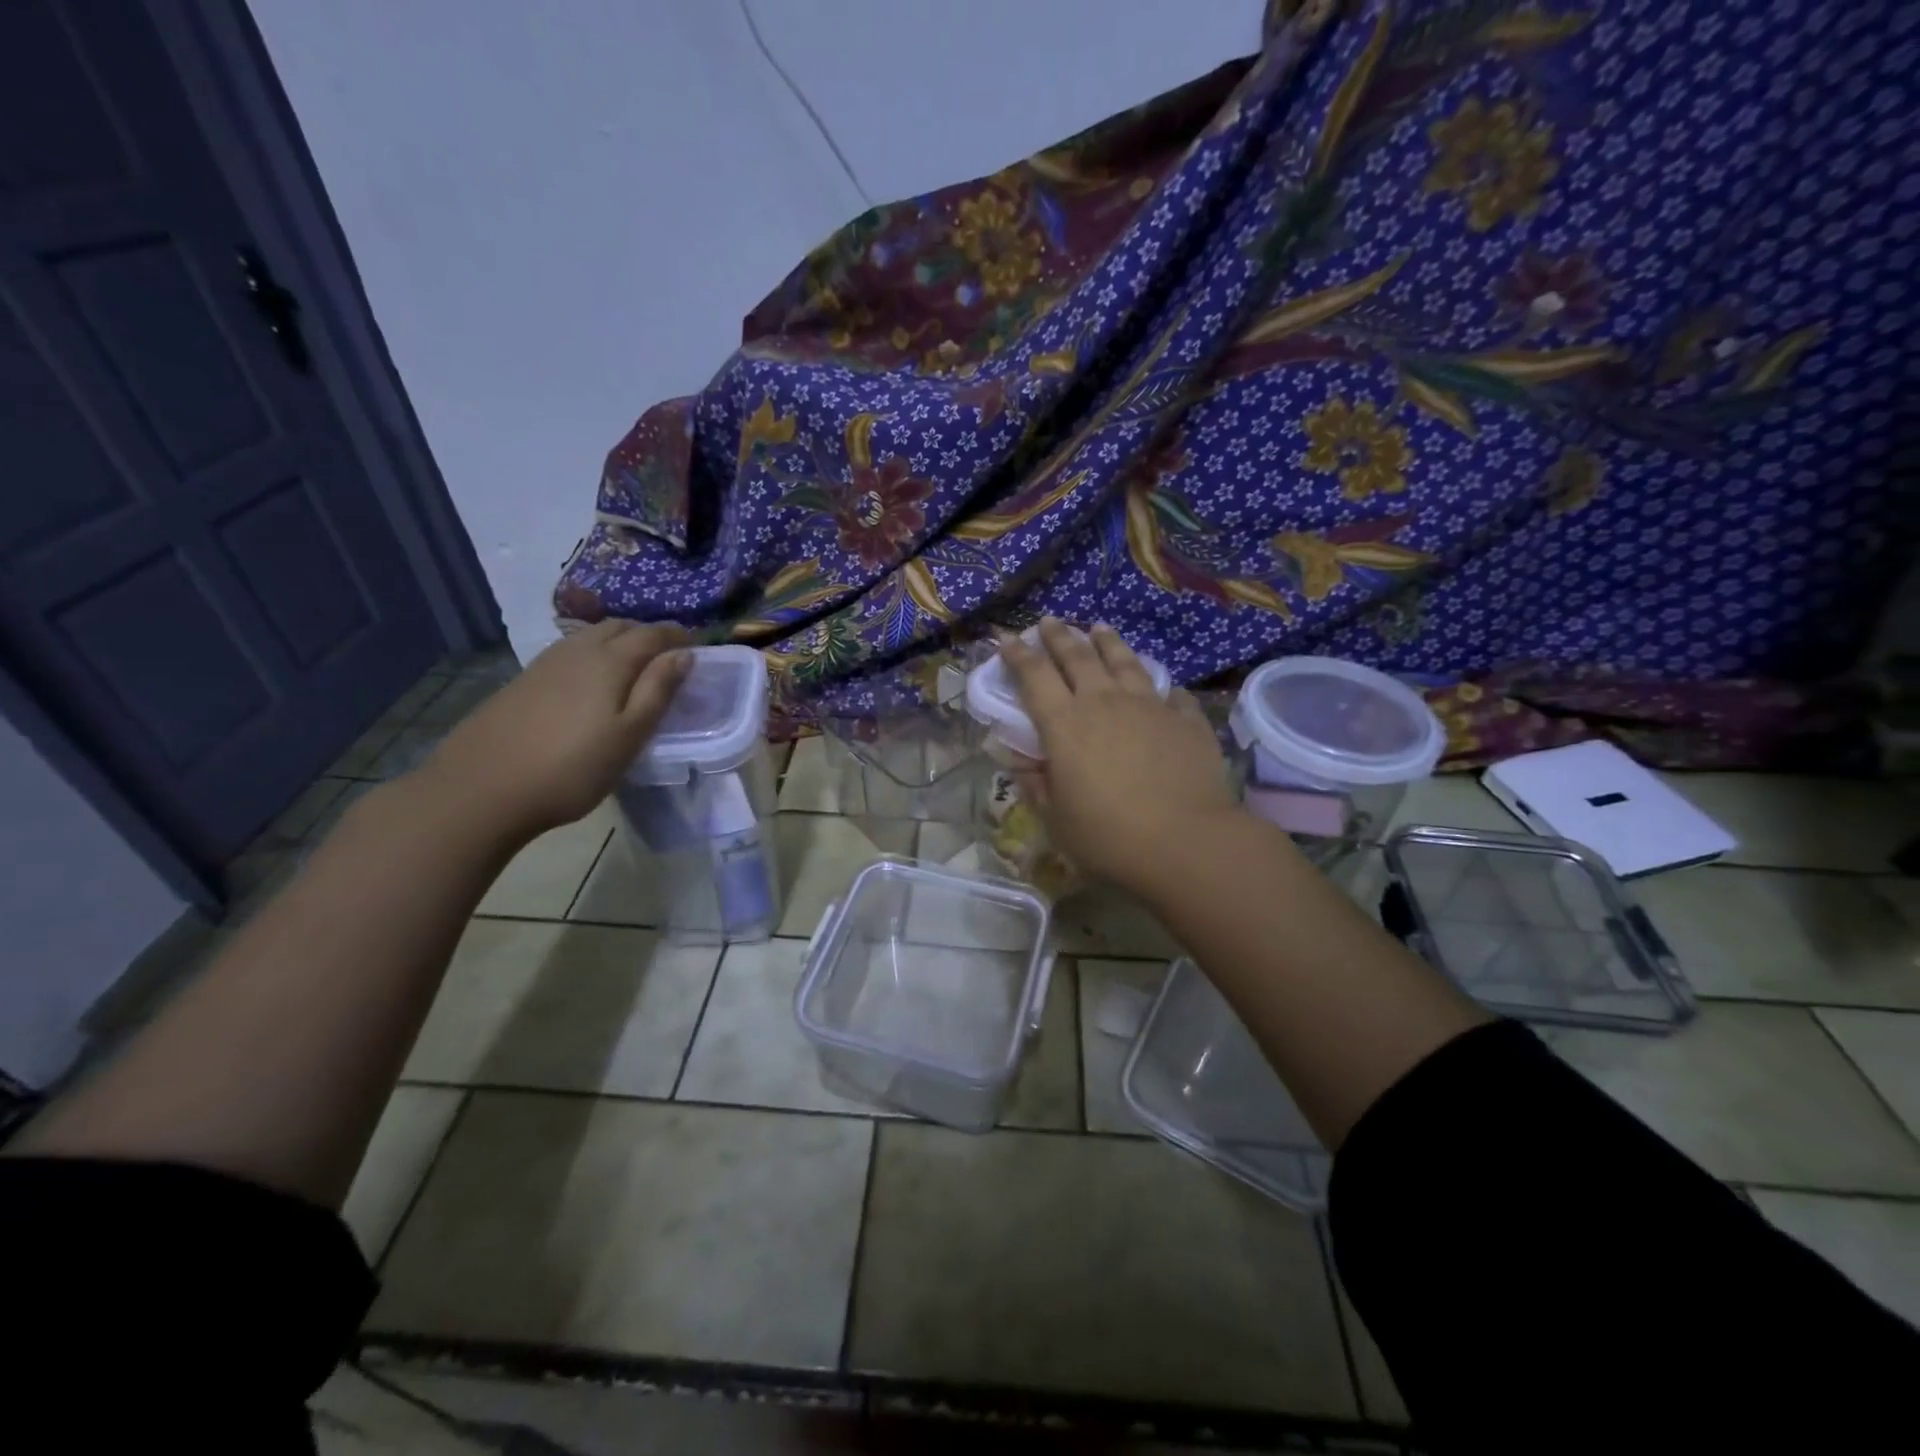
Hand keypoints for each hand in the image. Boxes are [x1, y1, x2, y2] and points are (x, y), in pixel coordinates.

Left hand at [420, 621, 691, 839]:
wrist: (481, 789)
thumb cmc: (571, 768)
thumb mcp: (629, 735)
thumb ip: (658, 691)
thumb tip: (685, 655)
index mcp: (609, 661)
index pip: (651, 635)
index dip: (677, 636)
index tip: (697, 646)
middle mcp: (577, 651)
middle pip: (619, 627)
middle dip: (647, 634)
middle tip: (667, 656)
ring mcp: (545, 664)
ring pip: (590, 637)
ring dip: (618, 641)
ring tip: (633, 666)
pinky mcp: (524, 681)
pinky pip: (570, 652)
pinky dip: (592, 654)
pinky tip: (591, 681)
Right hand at [997, 619, 1239, 892]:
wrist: (1186, 842)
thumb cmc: (1108, 836)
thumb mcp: (1056, 819)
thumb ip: (1036, 784)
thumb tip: (1020, 760)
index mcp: (1064, 724)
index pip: (1034, 677)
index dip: (1017, 655)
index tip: (1006, 638)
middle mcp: (1104, 703)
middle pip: (1077, 657)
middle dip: (1059, 636)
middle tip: (1049, 622)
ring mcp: (1149, 706)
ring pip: (1123, 661)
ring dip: (1107, 642)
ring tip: (1099, 627)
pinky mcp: (1186, 720)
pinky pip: (1170, 693)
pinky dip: (1159, 685)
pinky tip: (1160, 685)